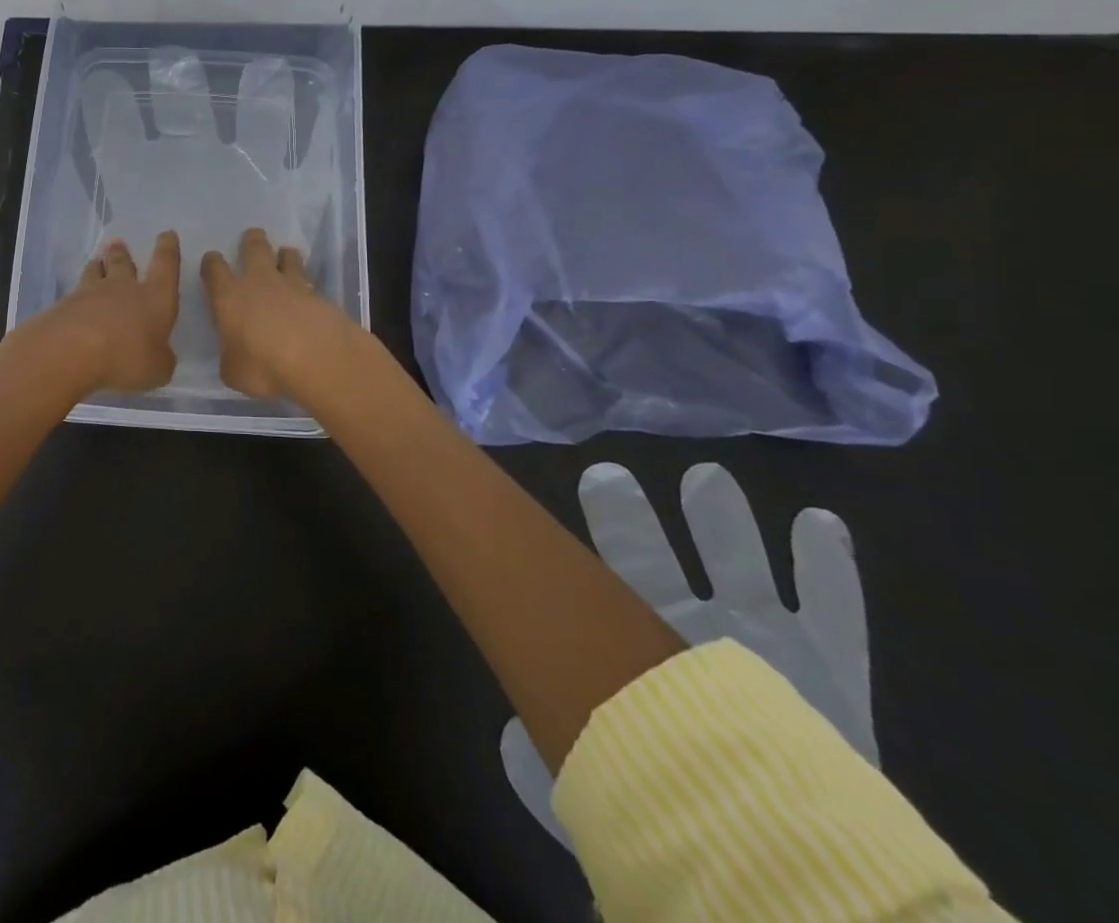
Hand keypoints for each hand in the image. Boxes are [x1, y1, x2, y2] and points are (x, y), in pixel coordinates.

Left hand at [25, 232, 181, 393]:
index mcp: (154, 297)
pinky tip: (74, 302)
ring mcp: (89, 293)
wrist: (70, 350)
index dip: (168, 249)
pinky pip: (74, 295)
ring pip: (94, 272)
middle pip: (123, 263)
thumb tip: (160, 356)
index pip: (166, 265)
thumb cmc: (126, 356)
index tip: (167, 234)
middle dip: (122, 253)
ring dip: (97, 266)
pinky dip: (77, 296)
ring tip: (96, 262)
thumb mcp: (157, 369)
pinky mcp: (63, 305)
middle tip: (118, 243)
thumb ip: (161, 360)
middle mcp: (123, 288)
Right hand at [200, 227, 350, 398]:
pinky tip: (308, 294)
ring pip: (287, 257)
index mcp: (229, 297)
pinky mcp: (320, 295)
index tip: (212, 260)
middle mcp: (259, 282)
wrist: (319, 359)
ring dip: (285, 256)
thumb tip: (234, 354)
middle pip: (254, 248)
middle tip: (252, 236)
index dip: (211, 263)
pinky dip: (306, 284)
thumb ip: (231, 357)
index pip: (214, 269)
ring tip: (285, 256)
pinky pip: (309, 282)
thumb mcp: (233, 372)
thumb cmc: (264, 366)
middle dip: (251, 240)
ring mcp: (293, 285)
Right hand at [499, 462, 873, 849]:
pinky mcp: (831, 667)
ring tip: (706, 478)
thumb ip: (565, 760)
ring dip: (724, 524)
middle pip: (654, 563)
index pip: (611, 581)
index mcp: (651, 660)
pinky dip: (827, 567)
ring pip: (740, 569)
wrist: (800, 873)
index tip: (583, 484)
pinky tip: (819, 522)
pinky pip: (836, 610)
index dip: (598, 533)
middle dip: (631, 520)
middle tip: (607, 475)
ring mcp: (771, 645)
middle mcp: (701, 638)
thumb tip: (512, 738)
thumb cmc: (695, 817)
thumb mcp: (618, 789)